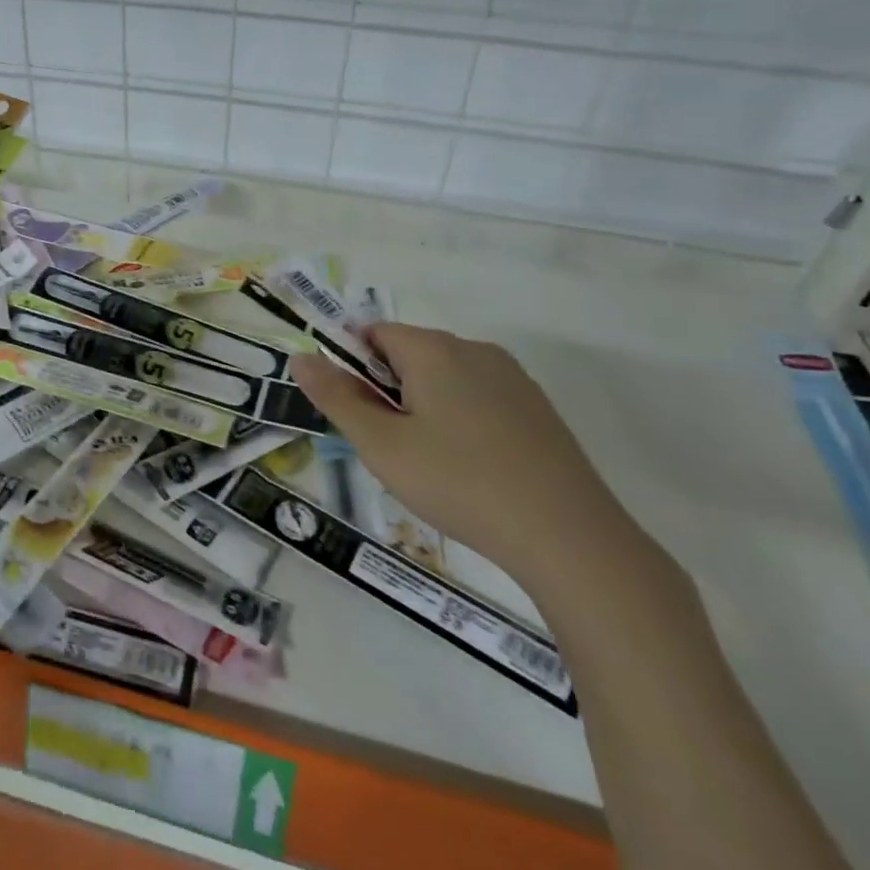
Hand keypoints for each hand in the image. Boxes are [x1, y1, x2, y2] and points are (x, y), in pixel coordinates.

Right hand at [291, 324, 629, 589]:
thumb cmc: (459, 483)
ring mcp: (512, 377)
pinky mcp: (537, 408)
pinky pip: (480, 398)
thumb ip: (336, 397)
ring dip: (425, 405)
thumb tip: (300, 358)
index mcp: (432, 349)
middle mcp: (473, 349)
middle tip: (389, 445)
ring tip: (429, 463)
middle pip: (410, 353)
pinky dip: (462, 420)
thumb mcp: (382, 445)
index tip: (356, 412)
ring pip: (446, 377)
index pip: (374, 333)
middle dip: (389, 389)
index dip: (354, 366)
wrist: (568, 537)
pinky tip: (472, 468)